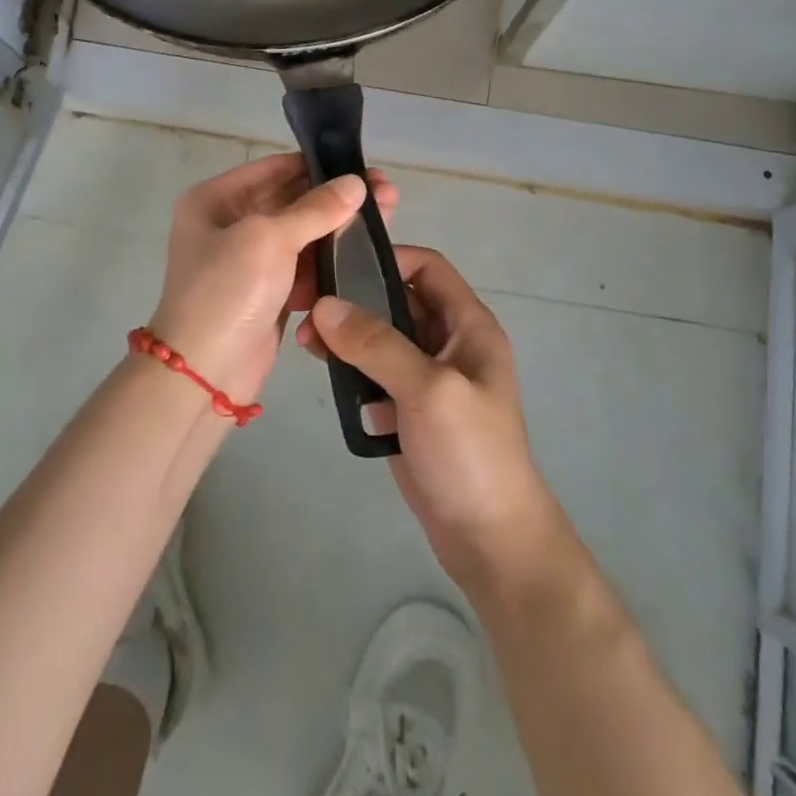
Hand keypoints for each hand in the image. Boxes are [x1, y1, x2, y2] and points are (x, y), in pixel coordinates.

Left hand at [149, 154, 397, 406]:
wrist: (204, 373)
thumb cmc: (228, 292)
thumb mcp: (268, 239)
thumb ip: (315, 209)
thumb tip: (356, 183)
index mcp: (217, 200)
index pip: (275, 170)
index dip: (319, 167)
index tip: (363, 168)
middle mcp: (231, 225)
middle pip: (293, 202)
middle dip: (338, 199)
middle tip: (386, 193)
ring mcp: (250, 262)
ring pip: (304, 237)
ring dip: (340, 230)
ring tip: (387, 218)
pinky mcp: (269, 294)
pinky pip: (304, 269)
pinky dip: (330, 264)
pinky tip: (366, 255)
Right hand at [299, 248, 561, 591]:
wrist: (489, 537)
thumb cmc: (470, 452)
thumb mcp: (428, 388)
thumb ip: (377, 344)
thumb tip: (324, 305)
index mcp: (468, 326)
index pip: (428, 268)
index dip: (388, 258)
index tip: (339, 264)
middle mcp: (448, 344)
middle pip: (399, 301)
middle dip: (356, 299)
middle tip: (308, 306)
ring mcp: (426, 378)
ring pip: (381, 338)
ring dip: (347, 335)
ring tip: (306, 343)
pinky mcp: (407, 409)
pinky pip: (374, 374)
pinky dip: (350, 368)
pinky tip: (323, 371)